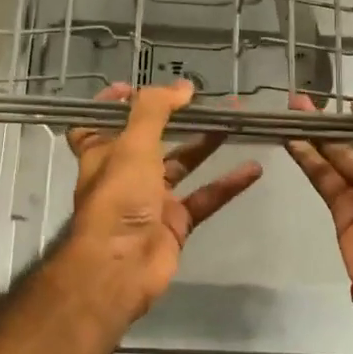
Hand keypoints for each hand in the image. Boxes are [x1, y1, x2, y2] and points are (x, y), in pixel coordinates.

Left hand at [66, 81, 262, 319]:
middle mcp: (125, 173)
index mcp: (103, 152)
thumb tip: (183, 87)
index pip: (98, 123)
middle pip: (152, 138)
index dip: (111, 105)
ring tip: (236, 120)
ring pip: (183, 164)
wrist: (120, 266)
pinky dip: (227, 184)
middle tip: (207, 98)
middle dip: (177, 117)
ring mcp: (151, 199)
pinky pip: (205, 197)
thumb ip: (156, 110)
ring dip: (207, 143)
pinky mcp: (175, 223)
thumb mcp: (133, 145)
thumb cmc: (118, 198)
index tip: (136, 86)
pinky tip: (254, 168)